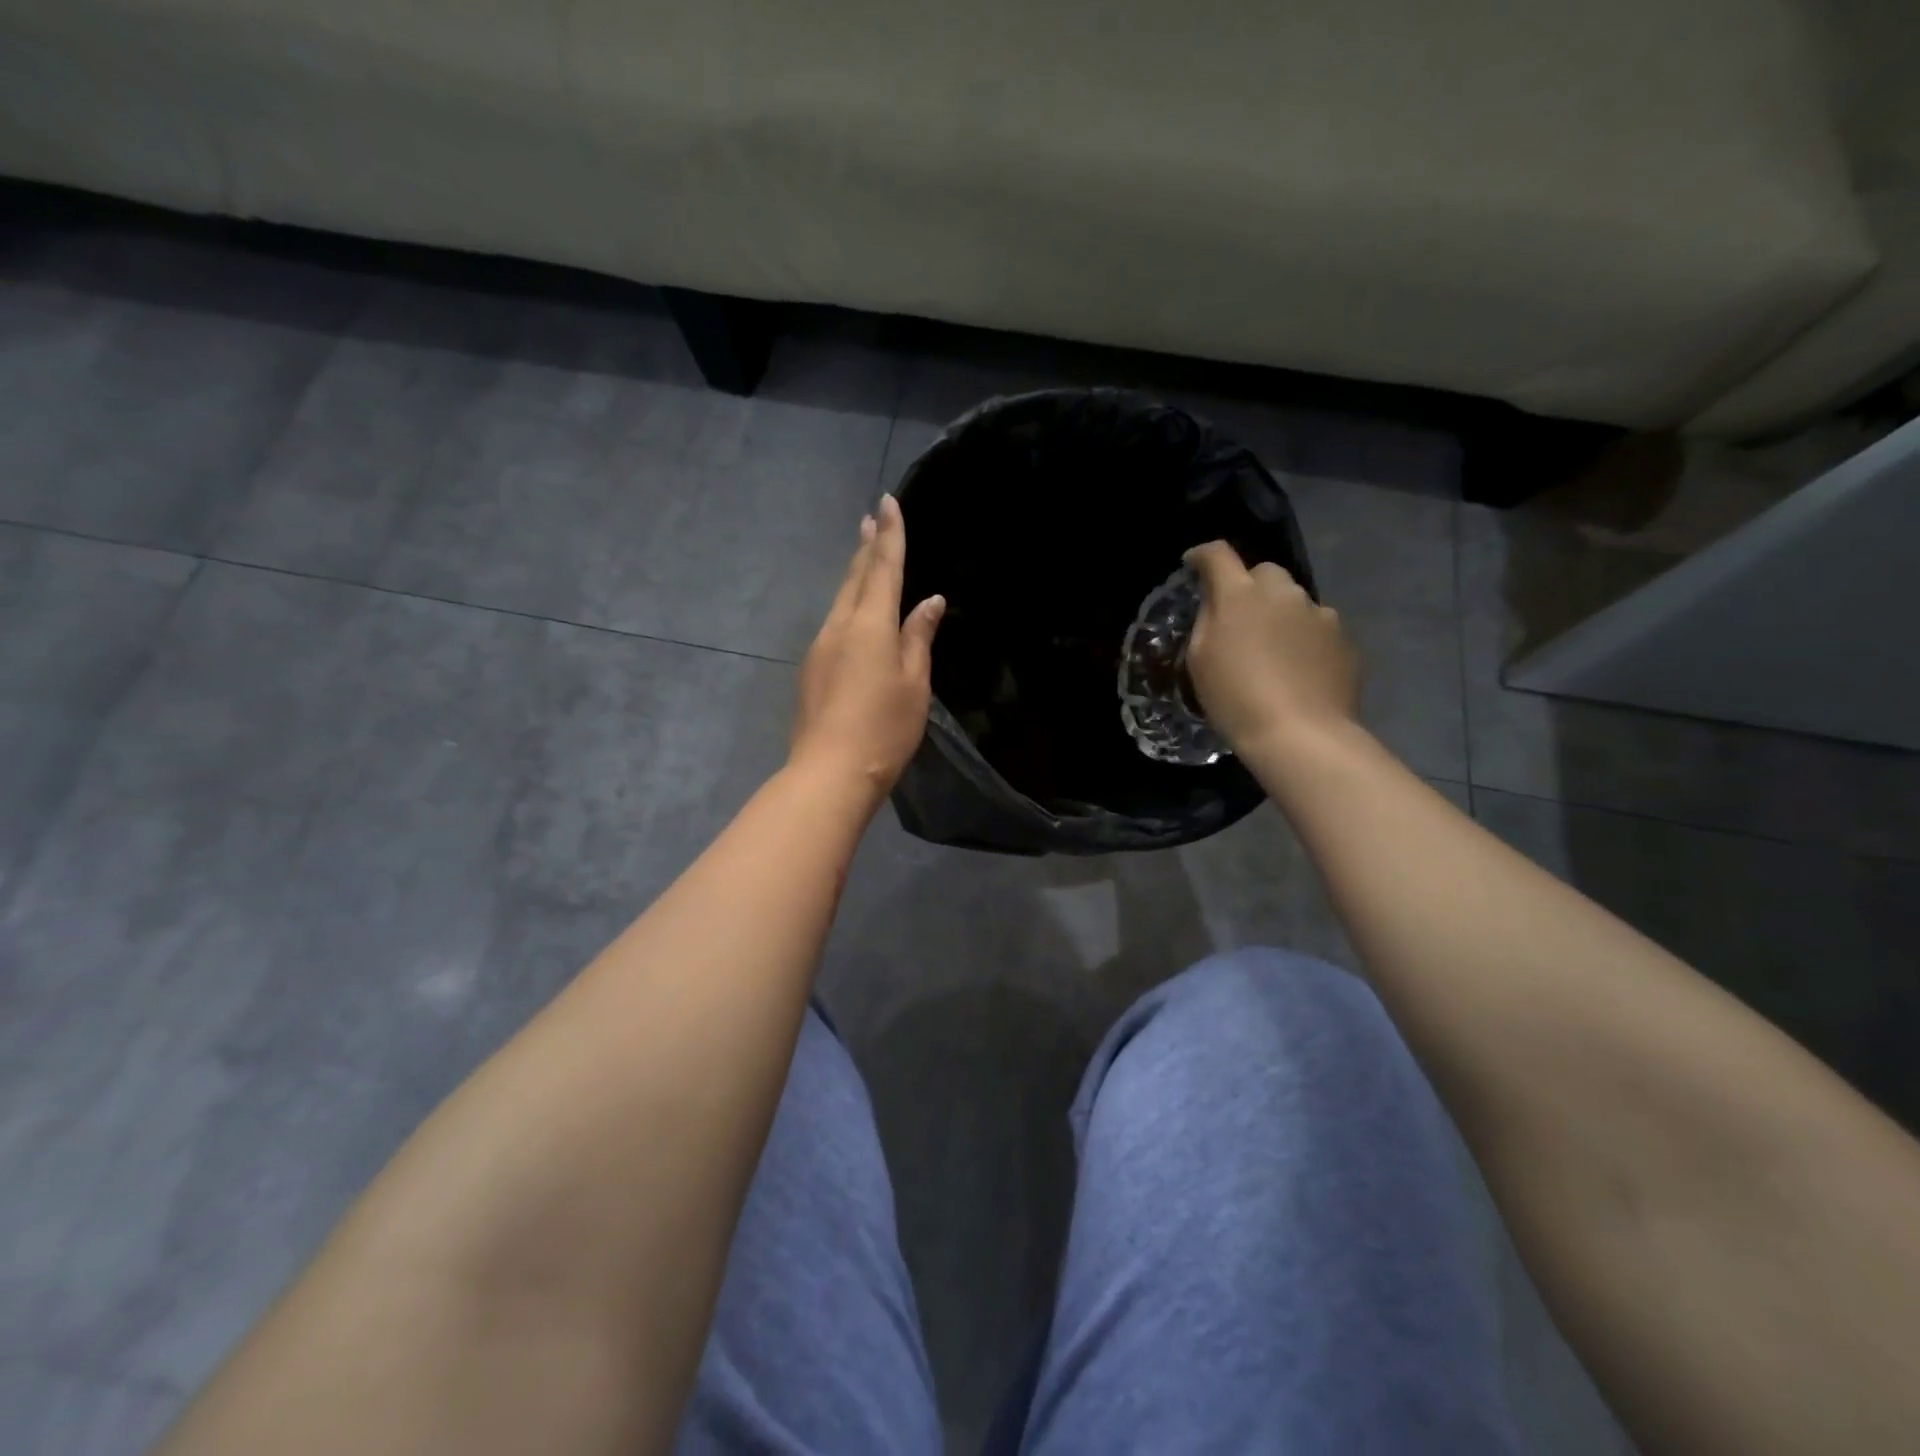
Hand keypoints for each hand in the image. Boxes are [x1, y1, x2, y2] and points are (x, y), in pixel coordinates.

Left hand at [790, 493, 944, 803]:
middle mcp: (840, 626)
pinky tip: (854, 611)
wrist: (830, 771)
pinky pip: (834, 622)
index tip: (888, 502)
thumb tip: (930, 602)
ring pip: (841, 599)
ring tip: (864, 552)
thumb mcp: (914, 683)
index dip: (890, 534)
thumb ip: (919, 638)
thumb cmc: (885, 728)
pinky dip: (848, 604)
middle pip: (855, 577)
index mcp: (870, 625)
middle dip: (866, 546)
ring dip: (854, 573)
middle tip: (871, 517)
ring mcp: (820, 646)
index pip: (883, 568)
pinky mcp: (811, 669)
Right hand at [1184, 540, 1359, 754]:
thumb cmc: (1235, 699)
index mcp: (1240, 595)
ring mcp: (1319, 613)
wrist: (1300, 734)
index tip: (1194, 565)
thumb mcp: (1200, 660)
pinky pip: (1317, 627)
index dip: (1203, 556)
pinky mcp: (1344, 637)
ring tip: (1273, 651)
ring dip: (1280, 614)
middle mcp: (1283, 592)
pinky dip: (1304, 639)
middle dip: (1249, 587)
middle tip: (1240, 619)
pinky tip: (1299, 669)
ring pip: (1294, 600)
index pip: (1218, 555)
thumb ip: (1207, 620)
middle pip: (1263, 572)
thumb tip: (1217, 602)